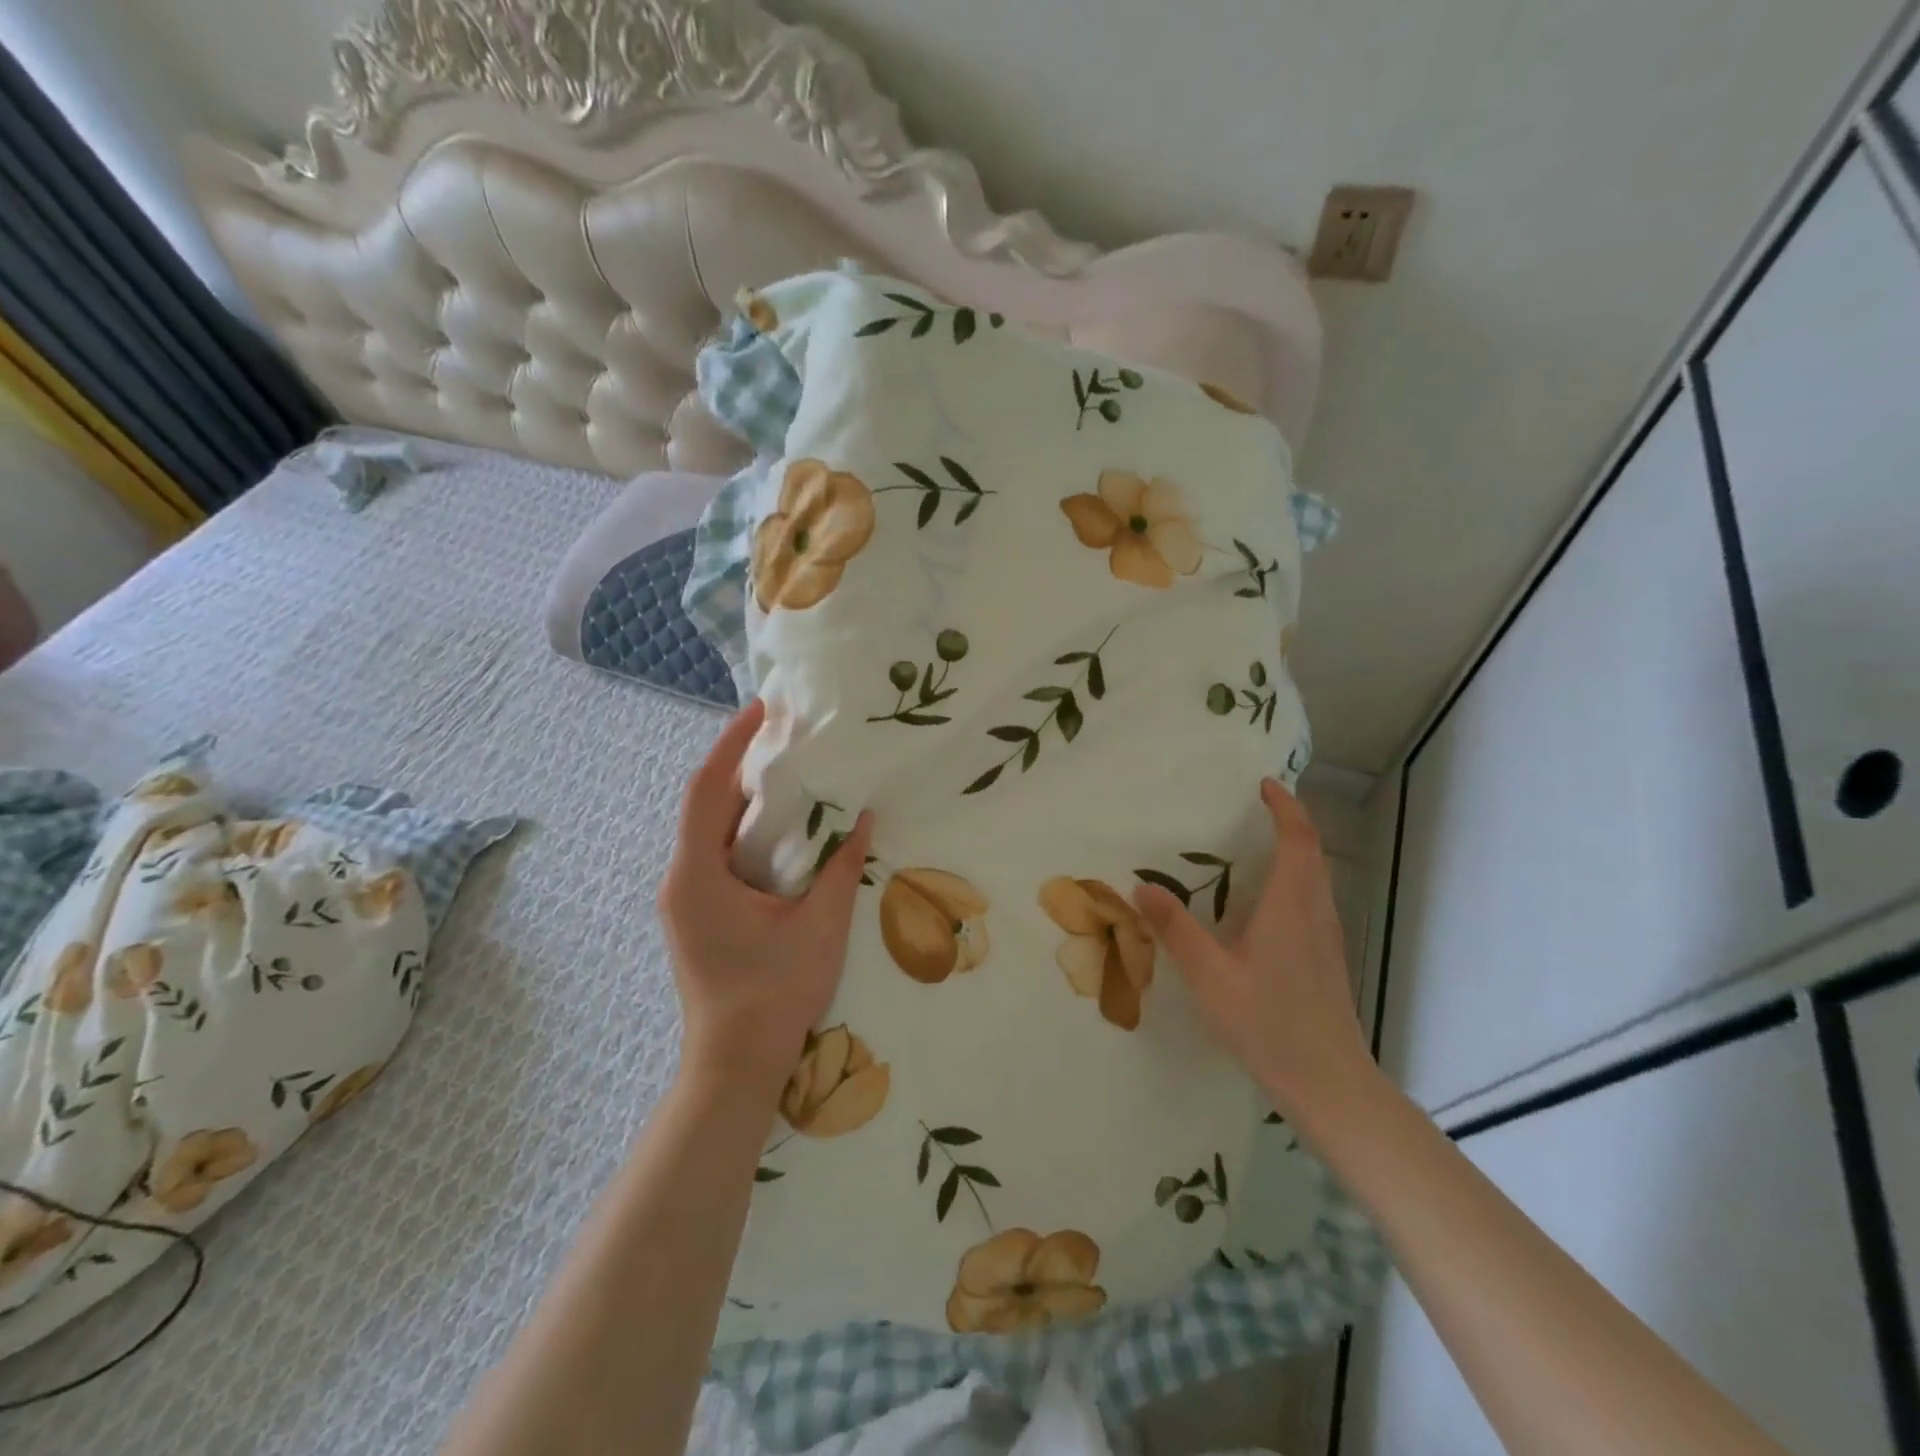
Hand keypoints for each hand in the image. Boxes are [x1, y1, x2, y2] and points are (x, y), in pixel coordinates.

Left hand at [659, 699, 873, 1098]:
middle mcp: (681, 880)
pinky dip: (746, 831)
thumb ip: (841, 868)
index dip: (731, 744)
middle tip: (784, 735)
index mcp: (698, 876)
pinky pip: (717, 855)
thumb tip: (865, 821)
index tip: (760, 710)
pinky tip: (782, 829)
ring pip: (710, 831)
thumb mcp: (820, 926)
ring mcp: (685, 899)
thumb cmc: (775, 994)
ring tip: (789, 772)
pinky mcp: (698, 914)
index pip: (706, 790)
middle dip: (740, 765)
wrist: (737, 1065)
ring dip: (745, 799)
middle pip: (705, 805)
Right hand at [1133, 779, 1371, 1122]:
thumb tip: (1142, 887)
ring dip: (1296, 853)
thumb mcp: (1210, 976)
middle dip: (1291, 825)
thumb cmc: (1268, 1023)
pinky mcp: (1327, 960)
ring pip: (1317, 879)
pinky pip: (1314, 902)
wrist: (1329, 1083)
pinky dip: (1295, 882)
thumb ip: (1176, 930)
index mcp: (1290, 906)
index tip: (1266, 785)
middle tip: (1260, 809)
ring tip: (1258, 848)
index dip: (1286, 808)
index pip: (1297, 840)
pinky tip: (1265, 907)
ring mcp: (1327, 938)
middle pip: (1313, 854)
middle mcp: (1315, 913)